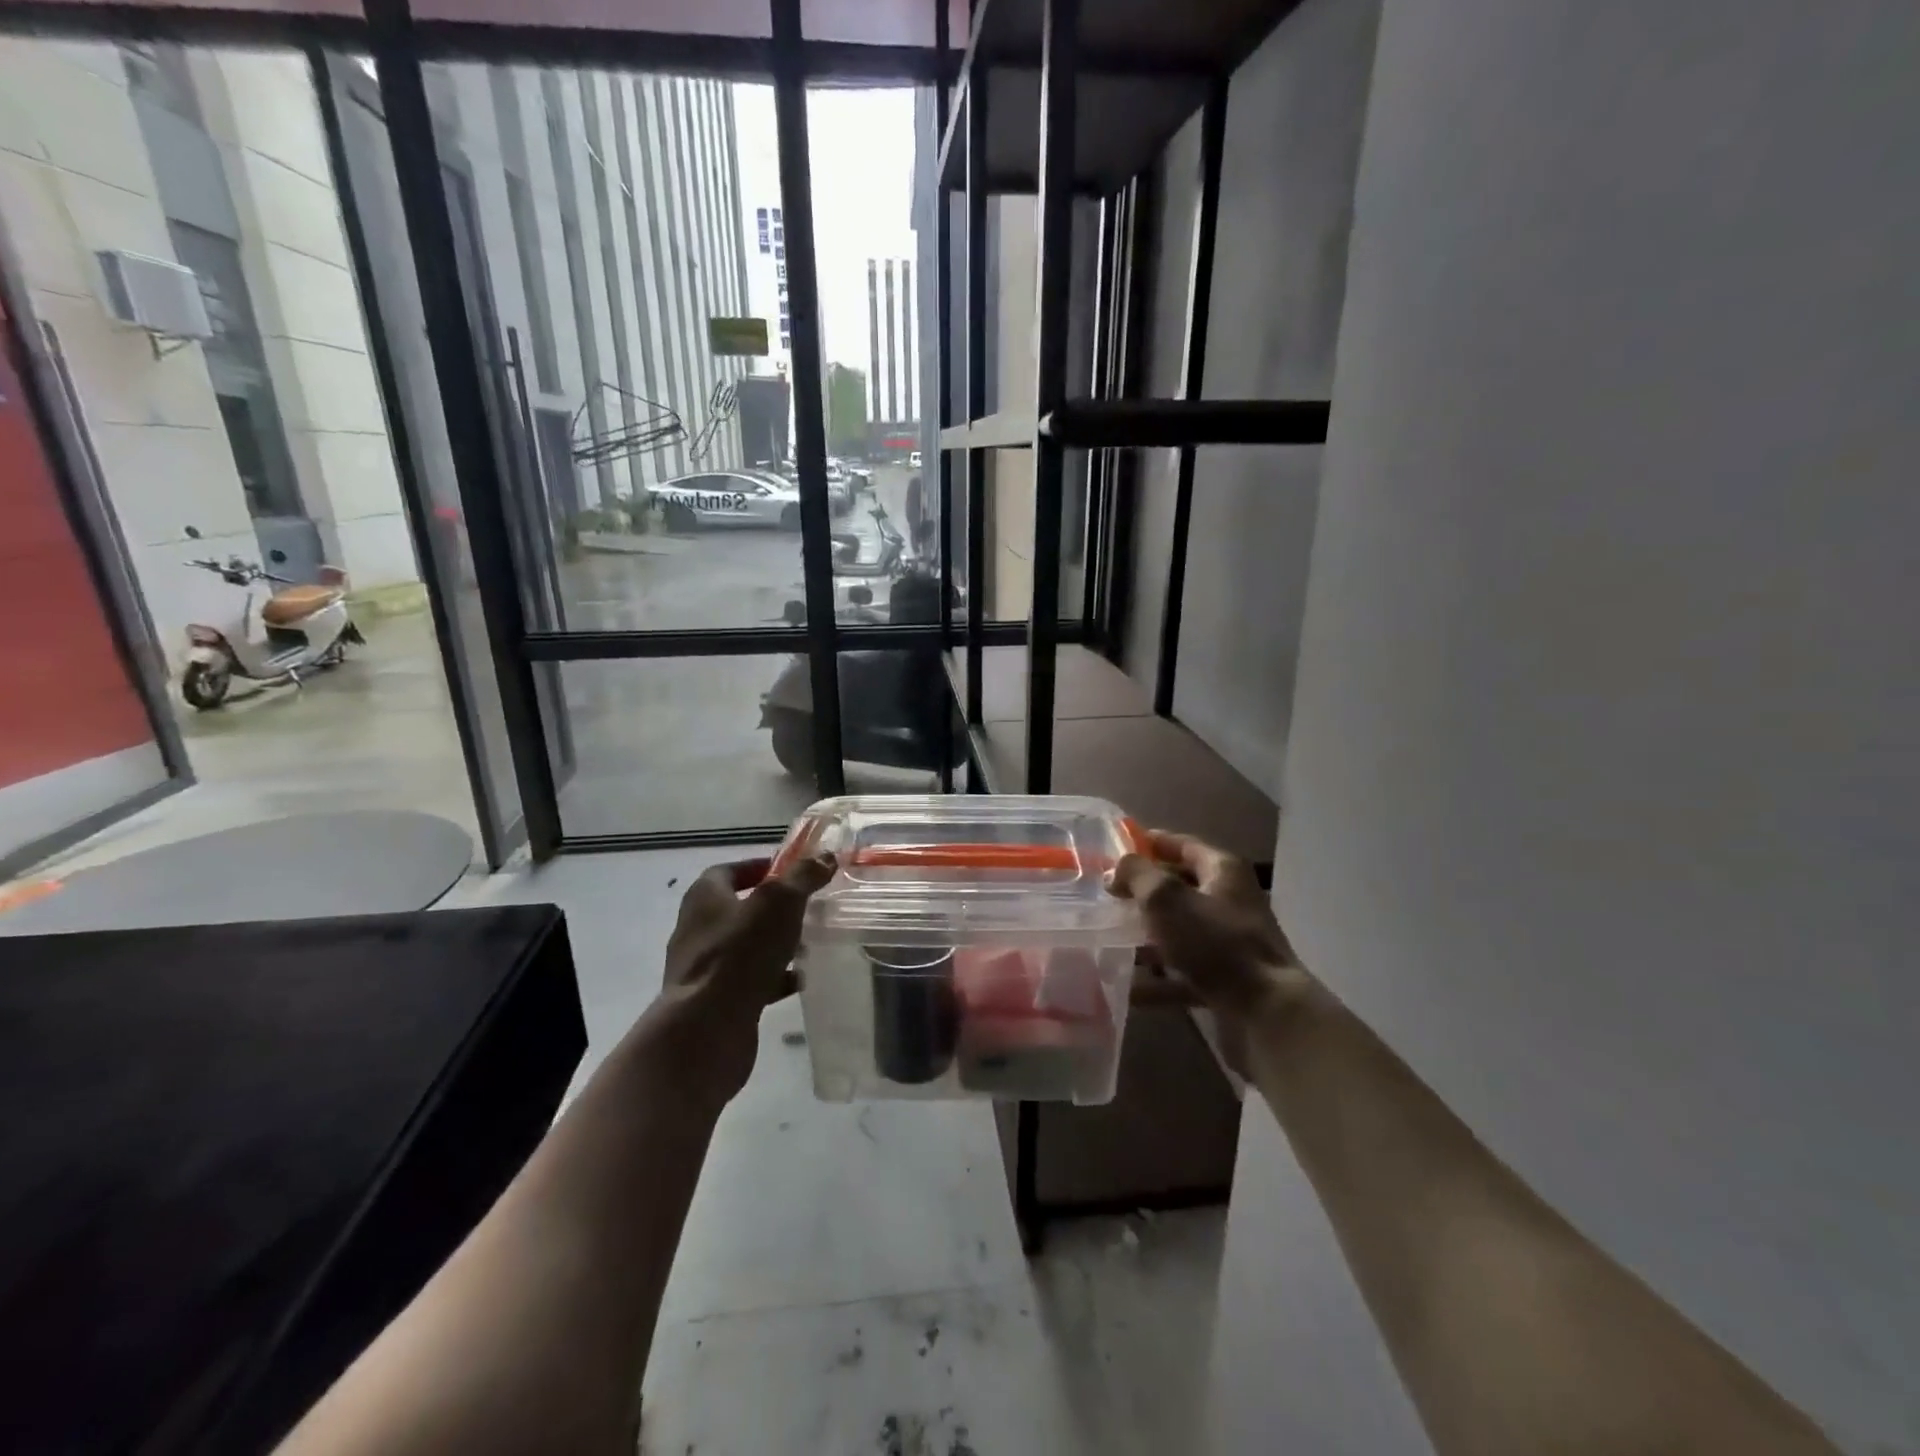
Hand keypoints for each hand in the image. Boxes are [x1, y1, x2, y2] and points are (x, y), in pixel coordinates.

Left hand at [652, 853, 835, 1104]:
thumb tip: (824, 856)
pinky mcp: (714, 1001)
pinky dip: (774, 978)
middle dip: (773, 909)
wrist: (707, 1030)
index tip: (792, 872)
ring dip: (775, 944)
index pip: (729, 871)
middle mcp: (698, 929)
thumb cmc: (741, 953)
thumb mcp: (780, 903)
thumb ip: (802, 877)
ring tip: (809, 945)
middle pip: (739, 909)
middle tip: (807, 908)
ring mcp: (704, 968)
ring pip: (745, 947)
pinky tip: (799, 981)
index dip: (760, 867)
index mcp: (704, 898)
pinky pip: (749, 980)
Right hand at [1109, 830, 1304, 1026]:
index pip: (1181, 845)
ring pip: (1178, 932)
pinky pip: (1182, 973)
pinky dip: (1157, 980)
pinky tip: (1127, 989)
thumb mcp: (1166, 898)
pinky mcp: (1225, 980)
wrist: (1266, 1013)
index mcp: (1222, 871)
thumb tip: (1116, 870)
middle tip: (1104, 897)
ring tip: (1106, 940)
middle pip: (1178, 889)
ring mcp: (1228, 943)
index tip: (1113, 850)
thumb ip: (1136, 875)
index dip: (1148, 844)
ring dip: (1144, 938)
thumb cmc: (1215, 942)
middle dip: (1141, 893)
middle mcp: (1229, 901)